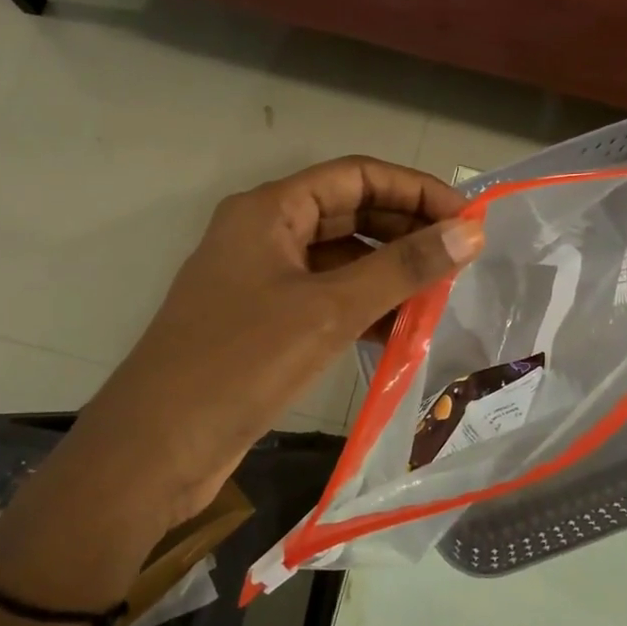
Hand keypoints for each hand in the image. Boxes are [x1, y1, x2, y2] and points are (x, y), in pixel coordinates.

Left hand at [68, 157, 483, 533]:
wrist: (155, 449)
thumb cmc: (240, 364)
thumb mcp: (329, 311)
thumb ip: (402, 268)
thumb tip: (471, 232)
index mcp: (269, 210)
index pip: (357, 176)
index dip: (416, 190)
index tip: (467, 219)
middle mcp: (263, 234)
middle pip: (349, 213)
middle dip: (405, 232)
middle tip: (461, 259)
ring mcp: (260, 279)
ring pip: (339, 259)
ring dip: (388, 273)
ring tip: (441, 296)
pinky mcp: (263, 322)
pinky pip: (325, 298)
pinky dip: (363, 308)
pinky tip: (400, 331)